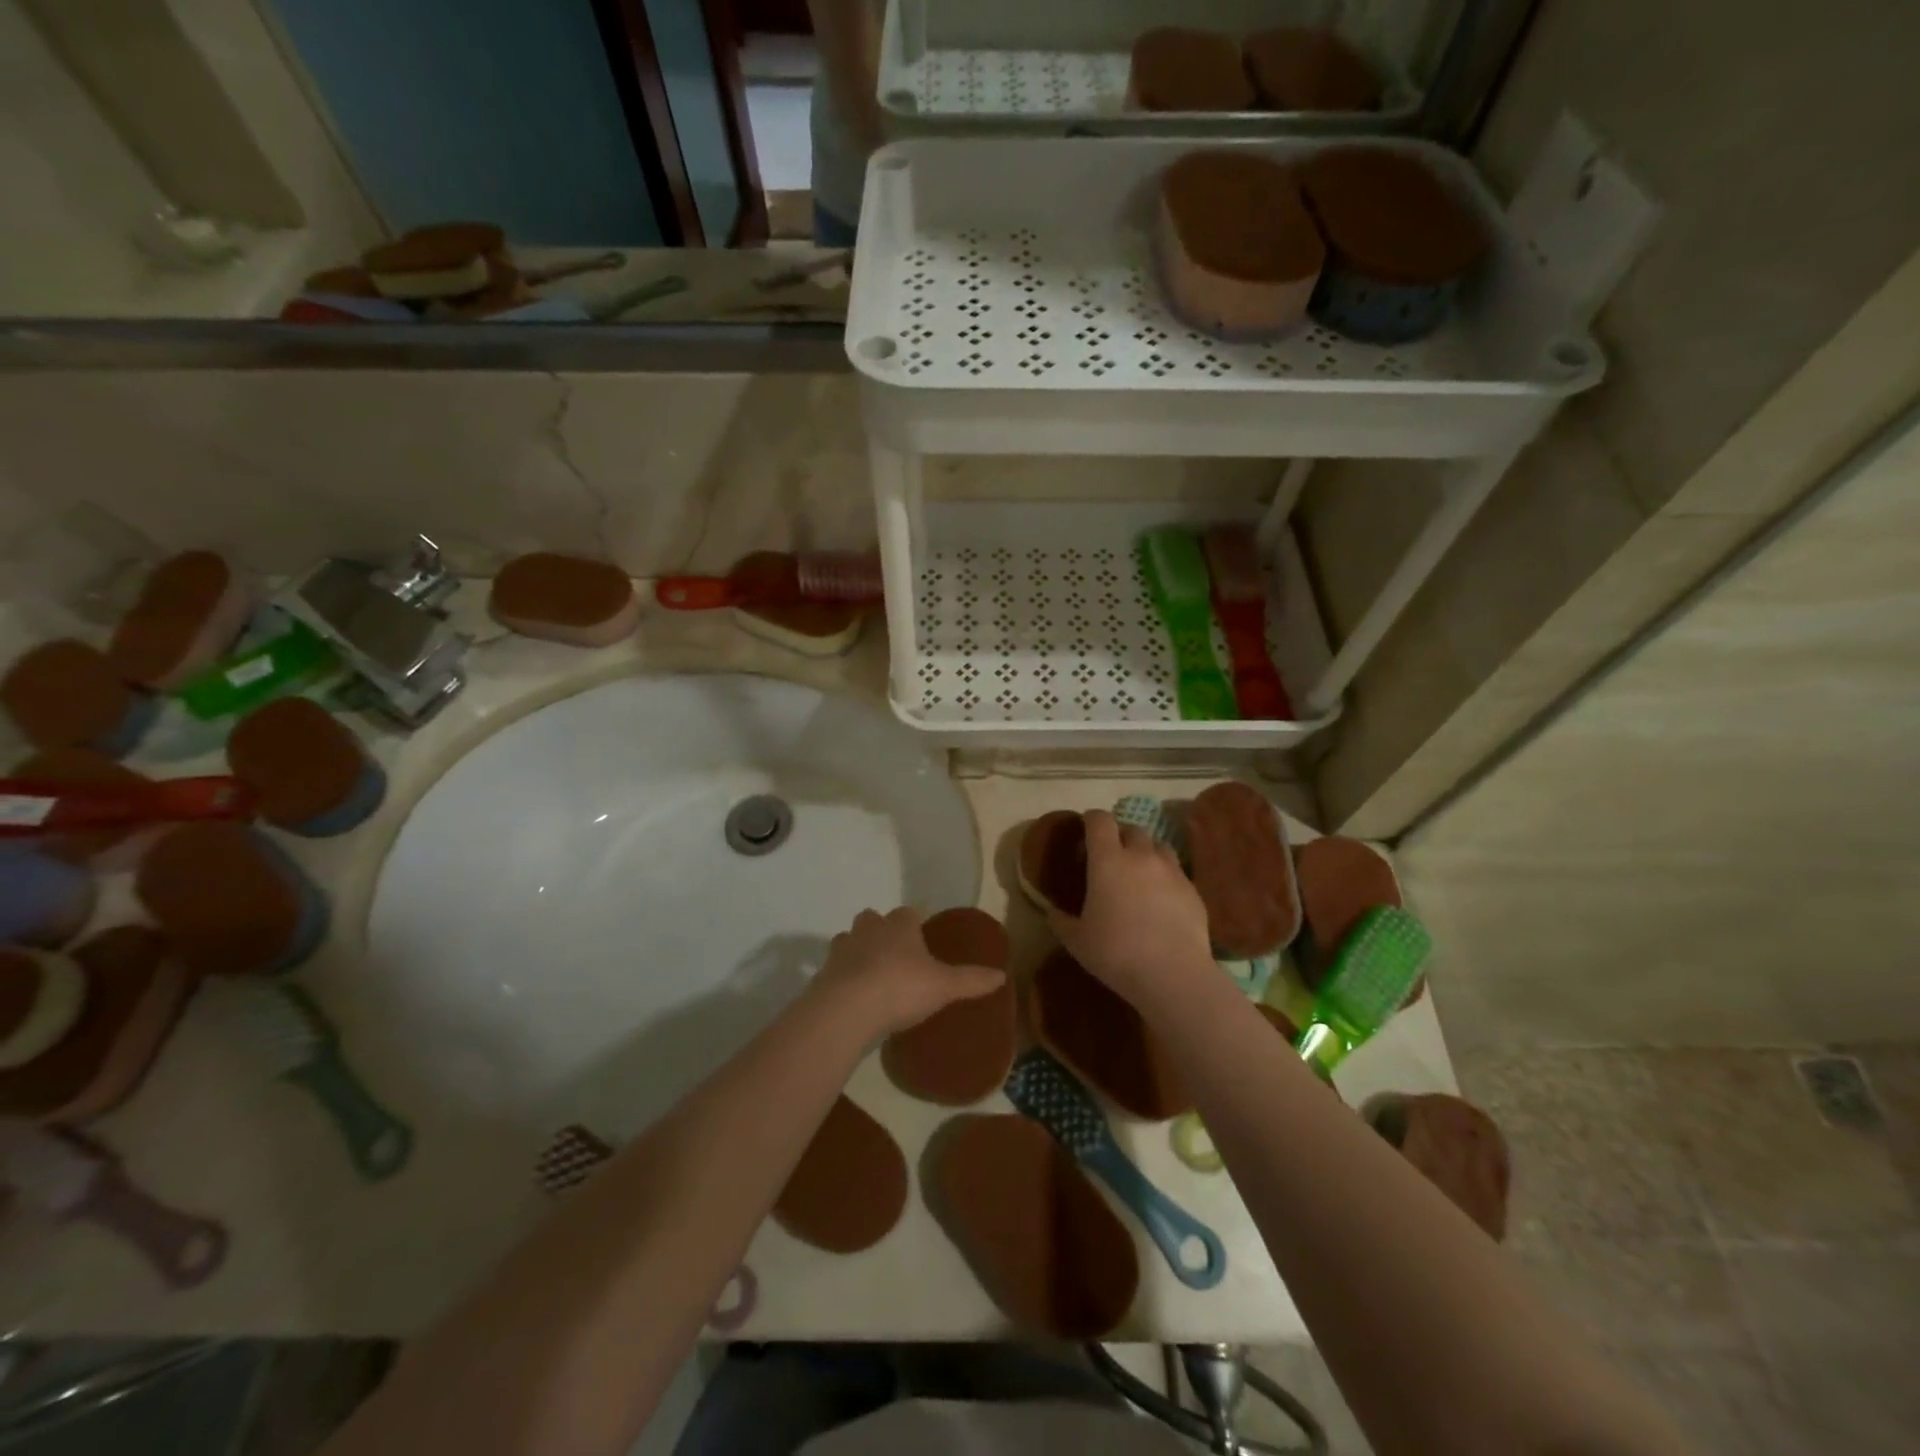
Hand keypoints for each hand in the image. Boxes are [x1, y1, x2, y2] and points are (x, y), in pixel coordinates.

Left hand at [811, 907, 1003, 1036]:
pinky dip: (843, 978)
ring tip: (871, 974)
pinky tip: (853, 996)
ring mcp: (842, 950)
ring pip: (849, 940)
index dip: (915, 921)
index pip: (909, 913)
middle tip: (894, 952)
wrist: (846, 1010)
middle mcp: (868, 929)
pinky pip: (835, 969)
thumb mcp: (944, 986)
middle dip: (881, 930)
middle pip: (873, 919)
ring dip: (858, 951)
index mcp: (899, 925)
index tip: (922, 933)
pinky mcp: (823, 974)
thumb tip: (1002, 975)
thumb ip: (971, 980)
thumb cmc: (900, 987)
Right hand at [1048, 810, 1213, 1008]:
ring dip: (1146, 852)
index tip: (1085, 829)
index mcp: (1108, 860)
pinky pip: (1177, 872)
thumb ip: (1061, 921)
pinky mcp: (1193, 890)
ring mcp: (1172, 871)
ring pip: (1159, 846)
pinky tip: (1161, 899)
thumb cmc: (1116, 953)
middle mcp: (1141, 856)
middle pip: (1132, 829)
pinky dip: (1166, 876)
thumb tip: (1052, 912)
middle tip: (1111, 856)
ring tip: (1139, 873)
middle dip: (1120, 836)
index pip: (1100, 820)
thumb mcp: (1077, 940)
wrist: (1173, 974)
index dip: (1091, 819)